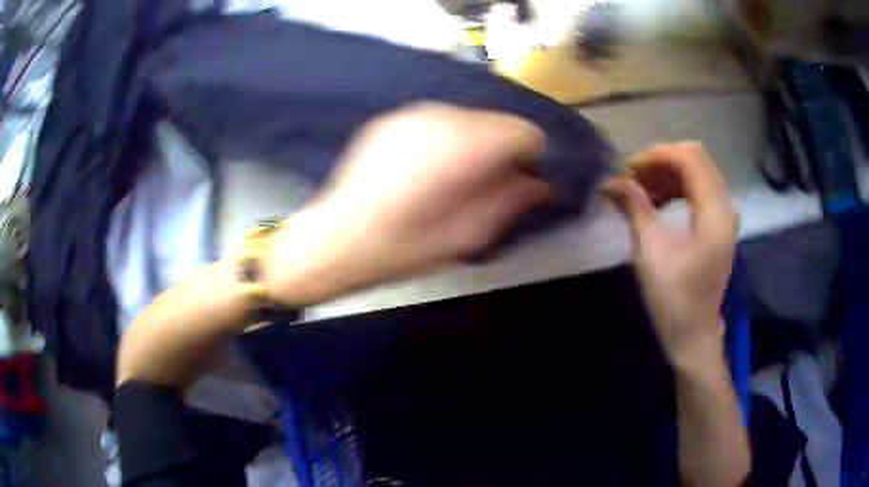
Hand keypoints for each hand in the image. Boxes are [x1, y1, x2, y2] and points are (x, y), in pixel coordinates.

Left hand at [266, 102, 551, 305]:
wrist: (337, 239)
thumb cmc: (404, 247)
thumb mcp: (469, 234)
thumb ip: (512, 201)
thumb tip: (542, 184)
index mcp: (466, 145)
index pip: (525, 131)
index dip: (533, 156)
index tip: (527, 180)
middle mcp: (442, 116)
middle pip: (496, 121)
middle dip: (502, 149)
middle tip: (491, 185)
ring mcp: (412, 113)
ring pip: (467, 119)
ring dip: (474, 144)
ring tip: (454, 180)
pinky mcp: (392, 119)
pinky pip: (437, 122)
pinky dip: (446, 140)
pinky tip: (427, 171)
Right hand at [603, 143, 737, 368]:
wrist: (693, 334)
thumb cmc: (673, 298)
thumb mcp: (650, 250)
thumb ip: (634, 206)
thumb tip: (610, 181)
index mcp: (715, 212)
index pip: (689, 159)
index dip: (657, 155)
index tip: (628, 169)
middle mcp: (725, 206)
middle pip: (695, 160)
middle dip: (660, 162)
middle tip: (632, 177)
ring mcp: (724, 215)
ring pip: (697, 173)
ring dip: (667, 175)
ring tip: (639, 189)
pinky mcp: (718, 224)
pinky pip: (698, 190)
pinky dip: (676, 188)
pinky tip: (656, 201)